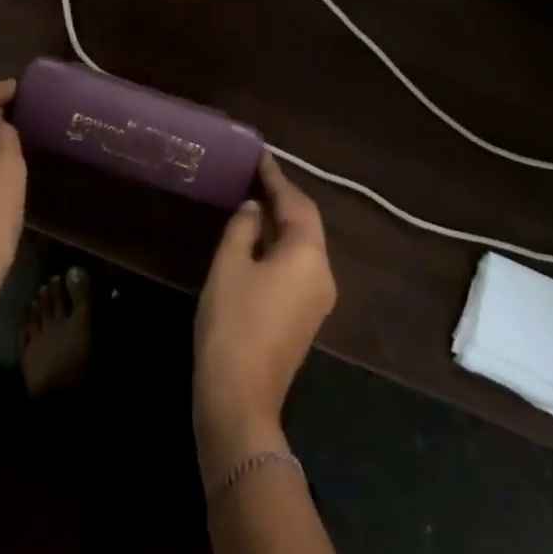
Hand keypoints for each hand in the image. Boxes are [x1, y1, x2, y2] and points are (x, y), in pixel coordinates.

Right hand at [193, 154, 336, 473]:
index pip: (295, 202)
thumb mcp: (230, 264)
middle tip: (256, 174)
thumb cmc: (233, 323)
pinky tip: (256, 238)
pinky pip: (298, 265)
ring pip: (303, 245)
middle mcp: (323, 272)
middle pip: (306, 222)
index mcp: (308, 254)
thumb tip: (252, 207)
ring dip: (281, 221)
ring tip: (253, 198)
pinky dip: (280, 245)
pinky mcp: (306, 317)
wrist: (239, 399)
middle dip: (282, 197)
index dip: (275, 176)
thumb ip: (242, 226)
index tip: (260, 154)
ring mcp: (317, 298)